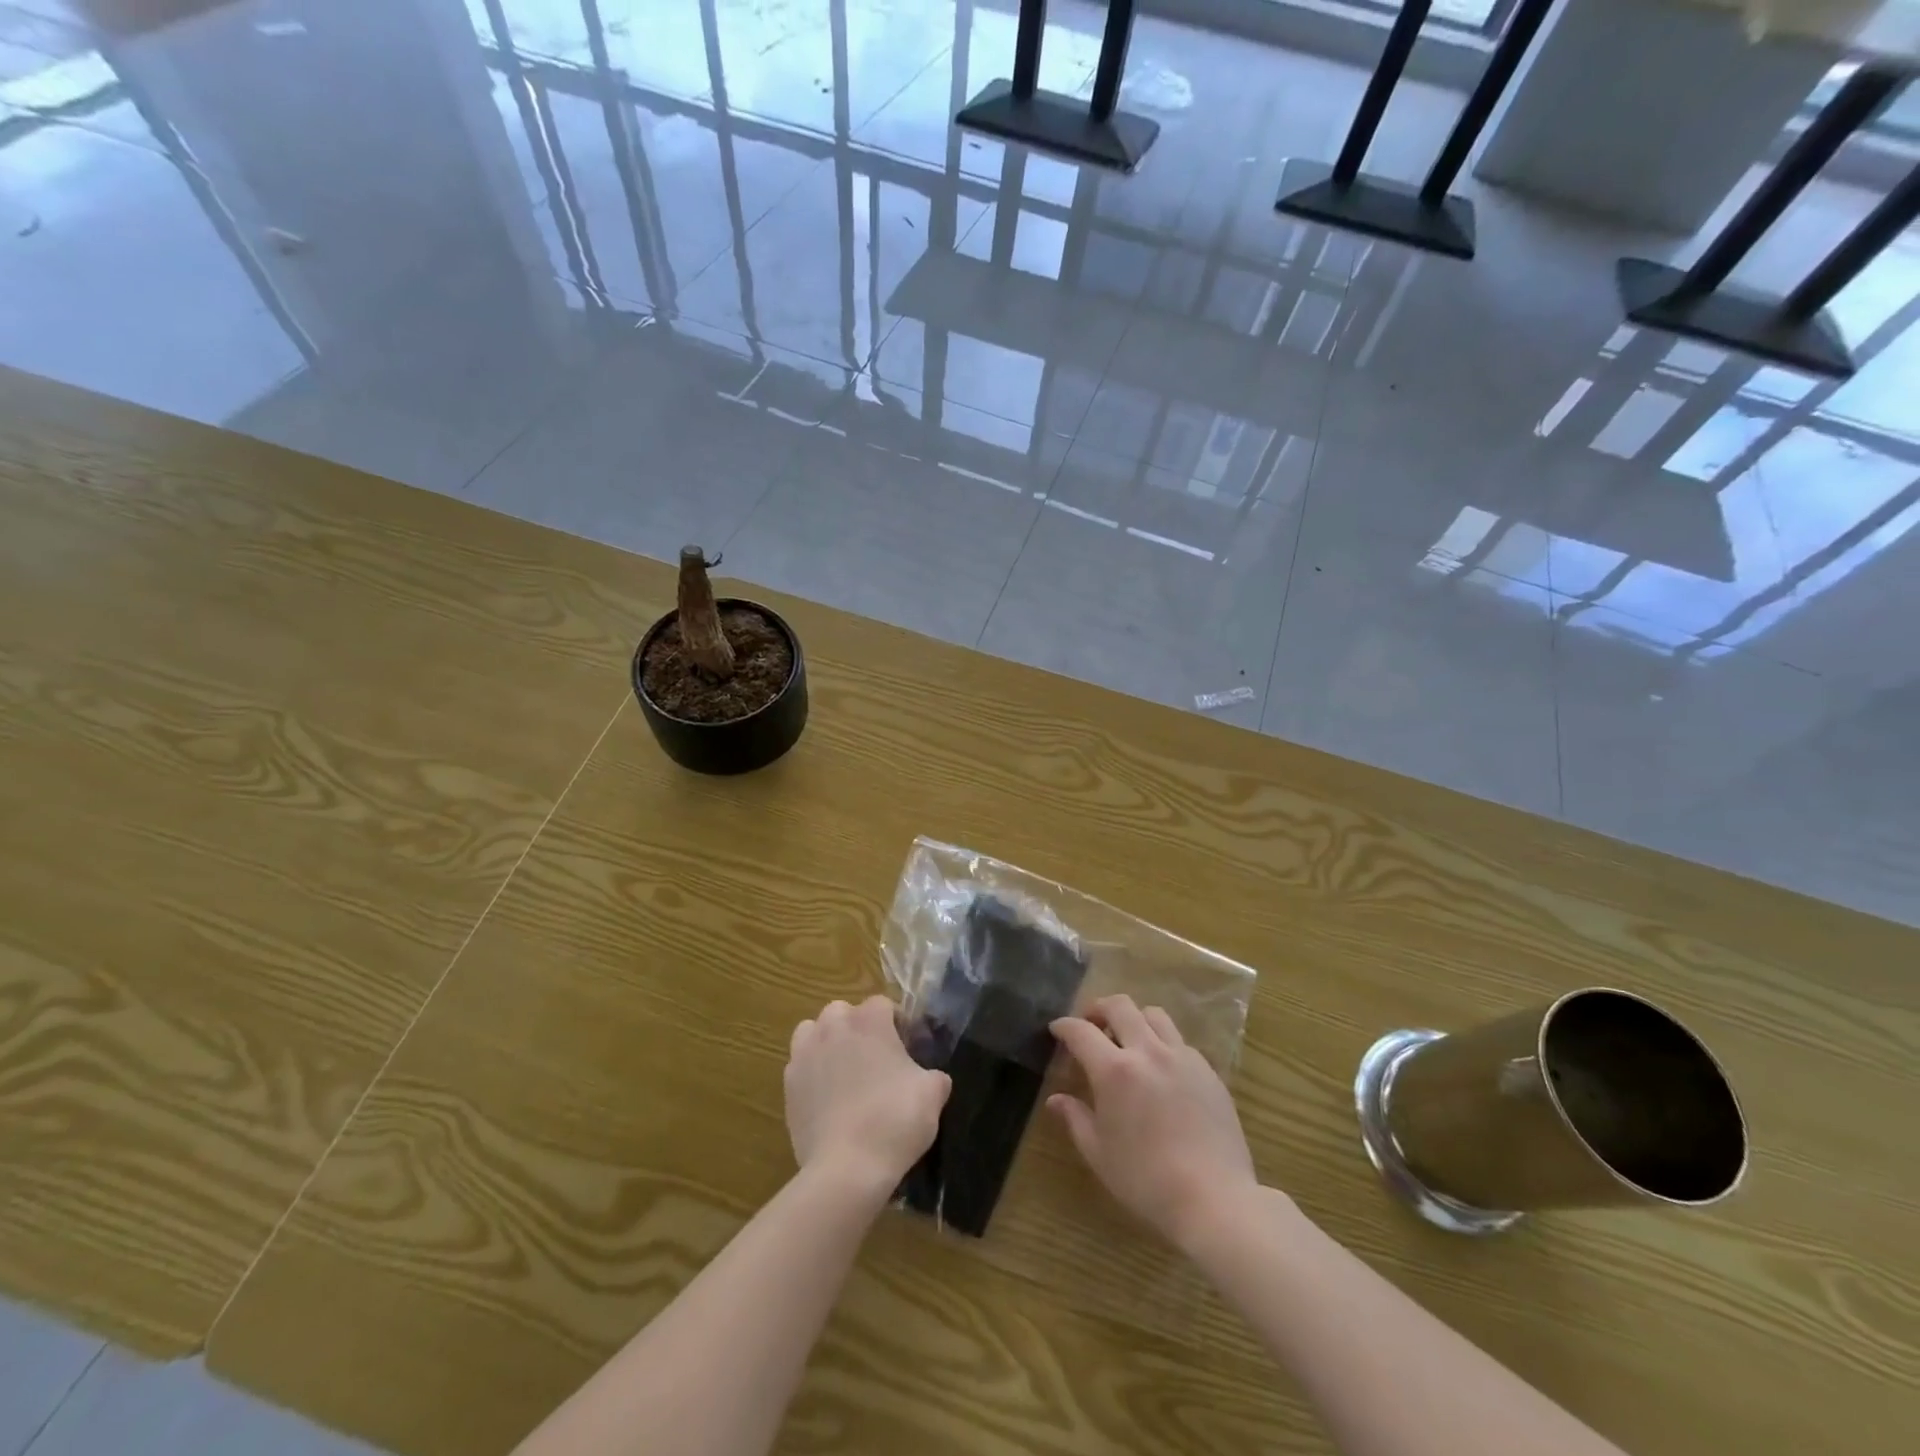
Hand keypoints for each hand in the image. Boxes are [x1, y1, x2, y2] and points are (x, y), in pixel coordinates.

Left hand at [785, 996, 950, 1206]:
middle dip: (857, 1027)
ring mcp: (805, 1054)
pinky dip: (812, 1072)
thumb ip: (934, 1076)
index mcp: (869, 1021)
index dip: (896, 1023)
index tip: (907, 1048)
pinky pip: (800, 1065)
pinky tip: (827, 1098)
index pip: (882, 1004)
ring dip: (827, 1042)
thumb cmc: (894, 1120)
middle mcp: (833, 1027)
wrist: (846, 1168)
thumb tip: (932, 1078)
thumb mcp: (932, 1094)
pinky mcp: (788, 1084)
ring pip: (813, 1031)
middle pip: (843, 1012)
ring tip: (844, 1070)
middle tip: (875, 1058)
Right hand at [1049, 995, 1259, 1251]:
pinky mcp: (1207, 1070)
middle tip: (1091, 1024)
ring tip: (1128, 1038)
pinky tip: (1161, 1067)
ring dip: (1134, 1018)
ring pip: (1154, 1015)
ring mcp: (1182, 1057)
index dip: (1064, 1026)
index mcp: (1114, 1070)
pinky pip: (1179, 1041)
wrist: (1215, 1199)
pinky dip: (1162, 1042)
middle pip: (1120, 1006)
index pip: (1081, 1031)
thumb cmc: (1146, 1180)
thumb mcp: (1099, 1154)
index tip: (1057, 1029)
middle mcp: (1147, 1052)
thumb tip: (1056, 1100)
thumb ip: (1075, 1119)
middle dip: (1099, 1008)